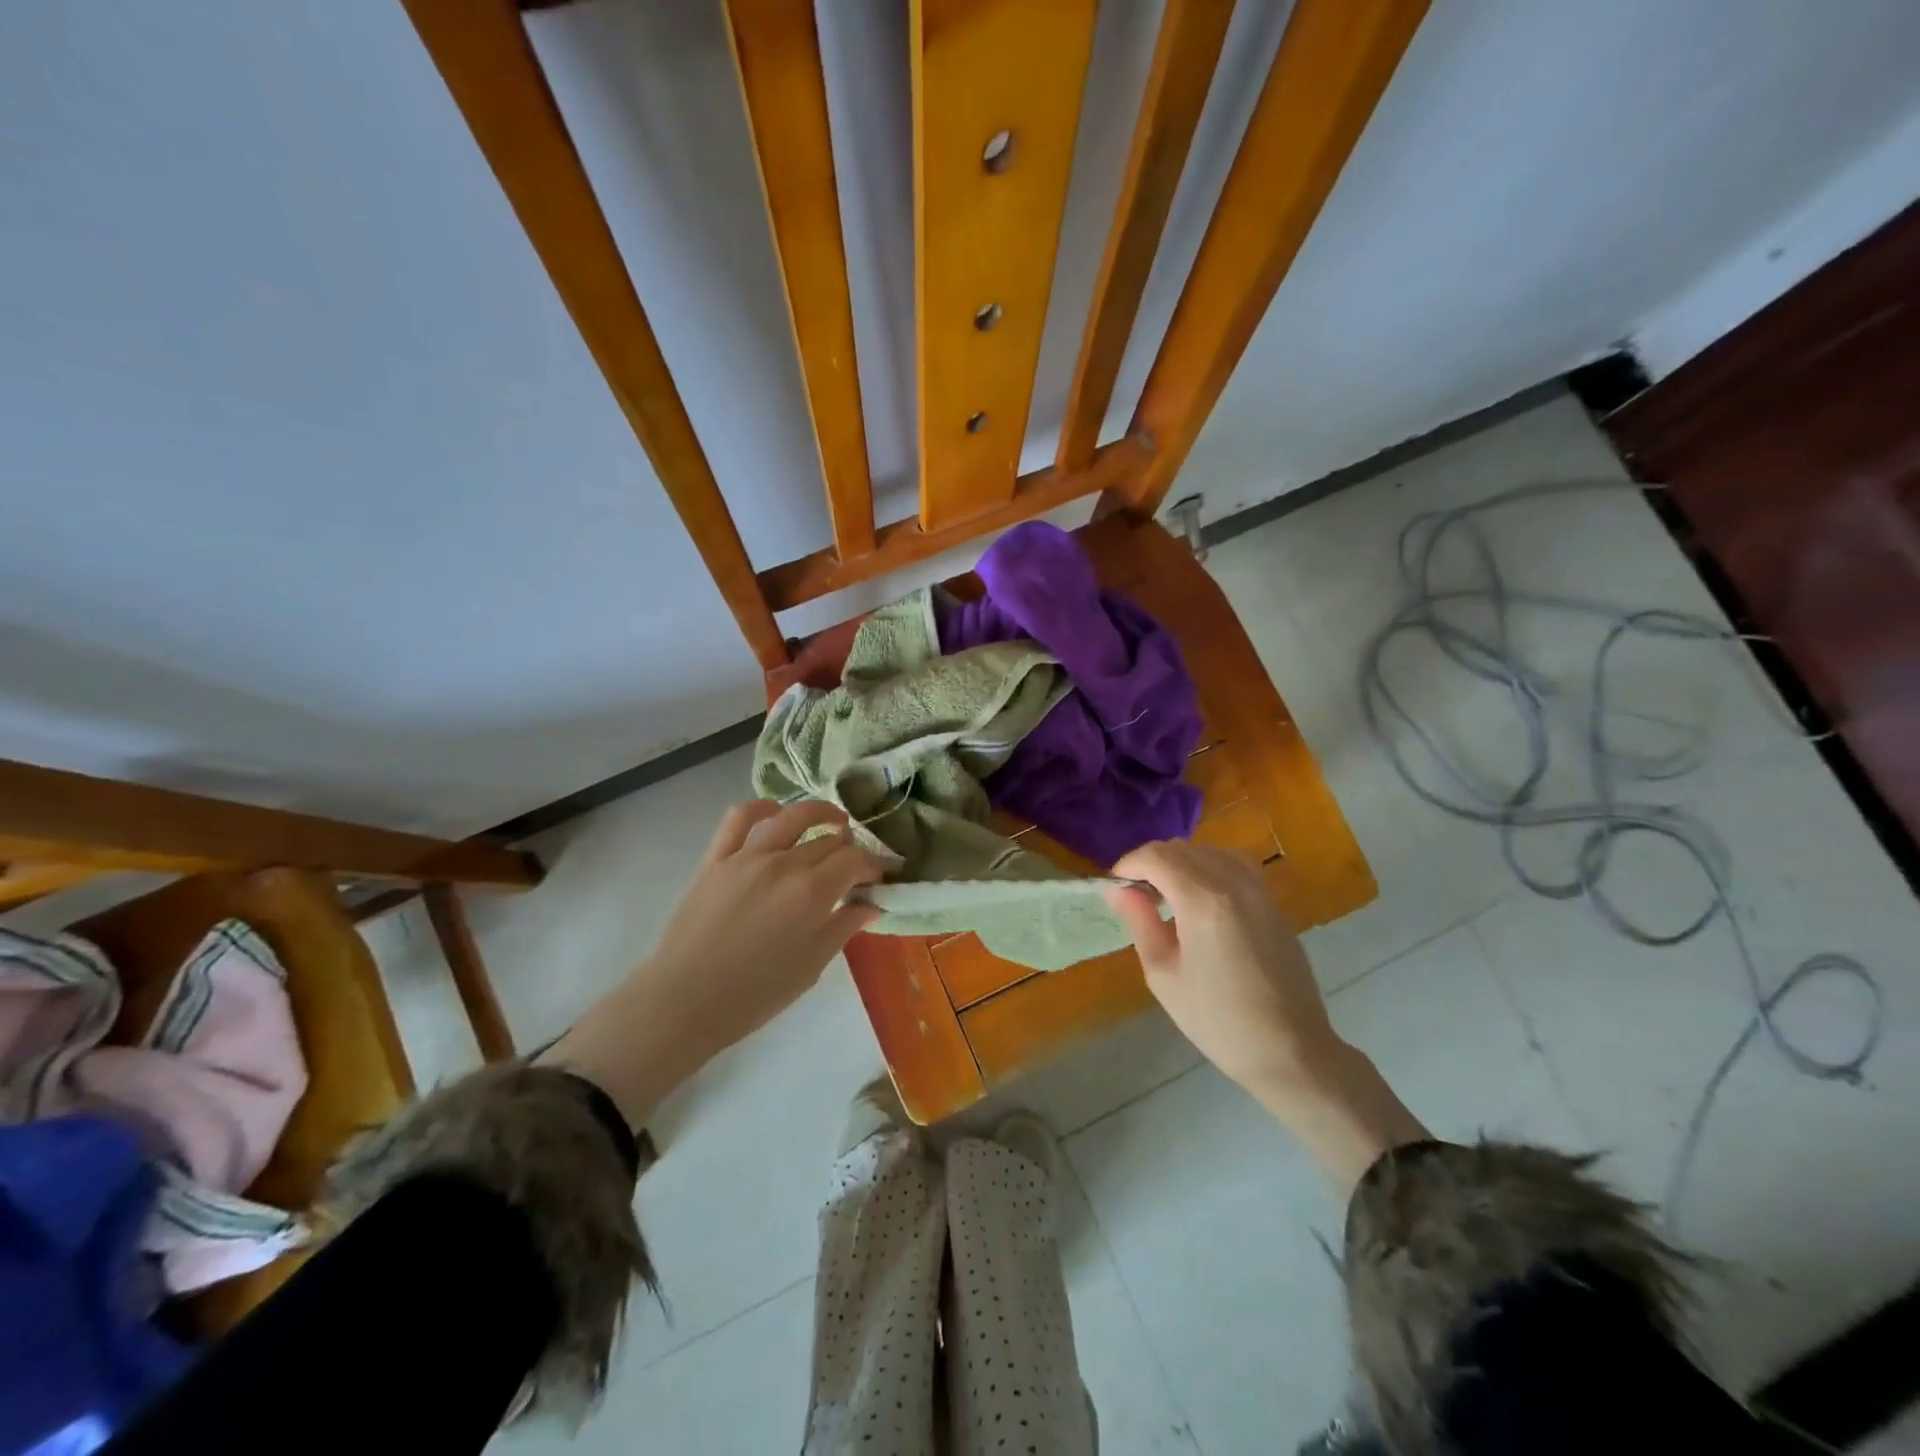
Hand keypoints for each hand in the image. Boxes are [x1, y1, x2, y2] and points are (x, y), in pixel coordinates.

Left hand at [642, 800, 884, 1054]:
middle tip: (854, 866)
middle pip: (828, 840)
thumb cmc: (755, 994)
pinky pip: (739, 818)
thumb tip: (872, 903)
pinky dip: (761, 807)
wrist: (684, 1002)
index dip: (873, 866)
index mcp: (811, 893)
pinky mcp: (716, 858)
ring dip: (819, 813)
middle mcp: (783, 864)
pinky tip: (775, 811)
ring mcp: (747, 856)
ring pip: (791, 816)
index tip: (877, 879)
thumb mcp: (811, 966)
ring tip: (832, 821)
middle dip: (850, 849)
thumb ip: (844, 927)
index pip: (855, 860)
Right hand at [1106, 841, 1426, 1191]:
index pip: (1156, 856)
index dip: (1128, 864)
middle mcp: (1233, 882)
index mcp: (1202, 900)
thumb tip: (1117, 889)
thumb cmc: (1217, 1019)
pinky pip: (1234, 863)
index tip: (1114, 886)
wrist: (1290, 1049)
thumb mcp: (1164, 974)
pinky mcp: (1273, 901)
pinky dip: (1209, 866)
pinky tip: (1201, 896)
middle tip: (1135, 895)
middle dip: (1150, 863)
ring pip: (1208, 851)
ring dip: (1180, 862)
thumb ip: (1140, 921)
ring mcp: (1258, 889)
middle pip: (1180, 849)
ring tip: (1167, 895)